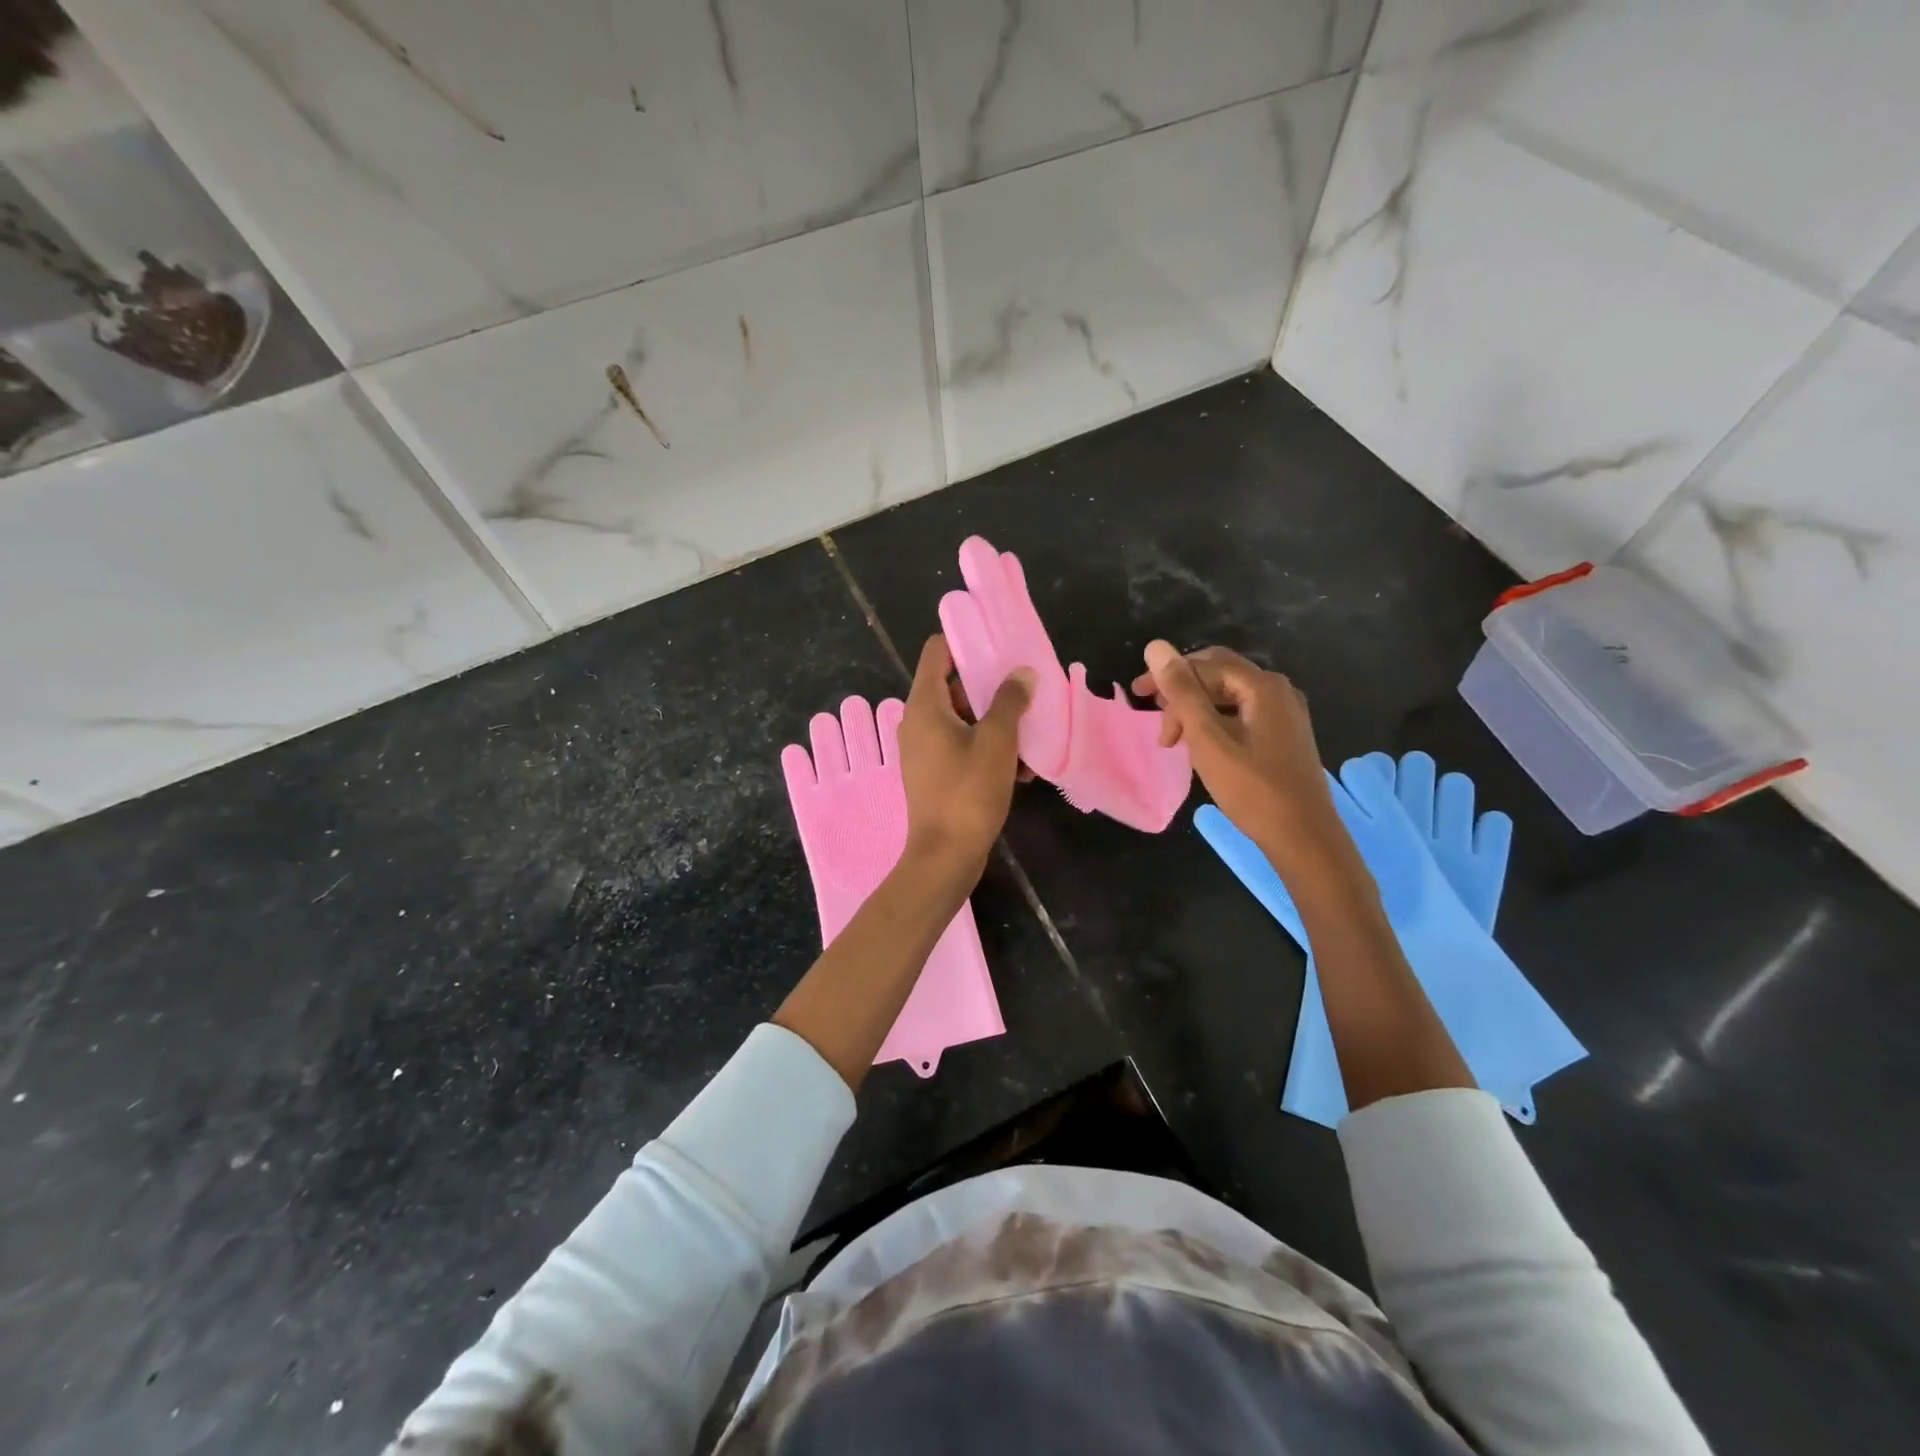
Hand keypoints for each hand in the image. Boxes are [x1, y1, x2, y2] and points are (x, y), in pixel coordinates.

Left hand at [898, 634, 1032, 876]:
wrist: (945, 855)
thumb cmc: (968, 791)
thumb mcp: (997, 741)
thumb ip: (1009, 701)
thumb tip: (1022, 673)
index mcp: (925, 705)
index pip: (937, 652)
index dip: (965, 640)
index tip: (998, 643)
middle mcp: (917, 722)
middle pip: (953, 685)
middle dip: (990, 687)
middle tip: (1025, 688)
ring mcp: (924, 749)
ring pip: (963, 719)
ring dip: (996, 723)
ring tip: (1031, 734)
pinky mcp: (934, 773)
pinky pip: (962, 747)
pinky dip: (988, 750)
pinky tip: (1021, 770)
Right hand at [1132, 641, 1351, 876]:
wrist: (1304, 837)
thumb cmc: (1252, 789)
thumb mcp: (1207, 739)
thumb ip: (1181, 692)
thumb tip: (1155, 646)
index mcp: (1262, 686)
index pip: (1205, 663)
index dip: (1167, 675)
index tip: (1138, 697)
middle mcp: (1278, 690)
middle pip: (1219, 674)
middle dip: (1181, 690)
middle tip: (1153, 715)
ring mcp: (1285, 713)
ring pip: (1229, 695)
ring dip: (1196, 709)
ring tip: (1173, 738)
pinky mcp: (1284, 735)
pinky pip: (1242, 713)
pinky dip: (1214, 722)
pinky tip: (1200, 745)